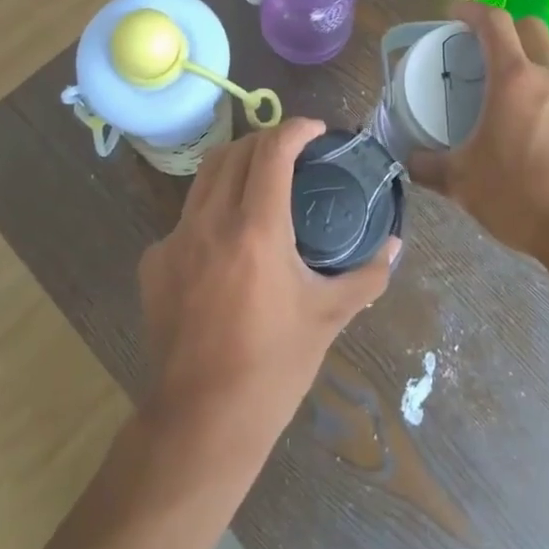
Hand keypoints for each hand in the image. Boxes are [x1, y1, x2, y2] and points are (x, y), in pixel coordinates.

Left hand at [139, 118, 396, 436]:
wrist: (202, 420)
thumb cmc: (274, 366)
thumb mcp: (328, 316)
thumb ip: (366, 275)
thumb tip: (395, 246)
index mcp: (256, 229)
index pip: (273, 150)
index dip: (296, 128)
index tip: (316, 130)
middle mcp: (210, 222)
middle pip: (235, 151)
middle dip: (266, 139)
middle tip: (292, 151)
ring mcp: (174, 240)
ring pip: (205, 177)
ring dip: (236, 165)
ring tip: (260, 180)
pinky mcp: (154, 262)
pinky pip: (186, 218)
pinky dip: (212, 210)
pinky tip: (228, 240)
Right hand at [408, 3, 548, 268]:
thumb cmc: (525, 196)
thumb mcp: (464, 184)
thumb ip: (430, 167)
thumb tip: (410, 160)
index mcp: (515, 78)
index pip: (494, 22)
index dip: (471, 10)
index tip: (453, 15)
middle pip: (530, 28)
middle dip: (504, 28)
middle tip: (480, 50)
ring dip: (526, 64)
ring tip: (500, 97)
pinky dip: (543, 95)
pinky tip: (528, 132)